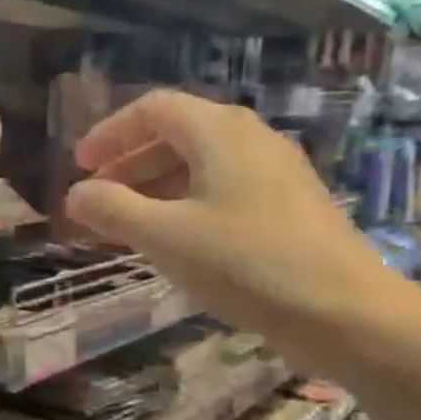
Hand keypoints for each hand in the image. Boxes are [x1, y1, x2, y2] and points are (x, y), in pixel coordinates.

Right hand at [63, 91, 408, 372]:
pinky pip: (225, 188)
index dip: (110, 132)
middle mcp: (251, 138)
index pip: (153, 108)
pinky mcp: (290, 205)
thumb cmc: (246, 264)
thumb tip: (75, 194)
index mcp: (219, 132)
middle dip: (130, 162)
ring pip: (202, 164)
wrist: (344, 311)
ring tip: (129, 223)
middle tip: (98, 196)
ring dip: (157, 185)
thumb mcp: (166, 237)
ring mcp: (276, 171)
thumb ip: (113, 210)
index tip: (79, 165)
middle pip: (178, 133)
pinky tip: (178, 240)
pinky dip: (188, 203)